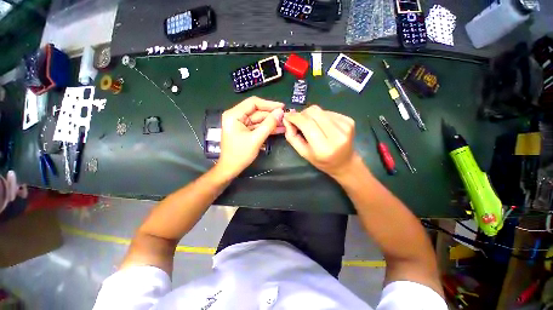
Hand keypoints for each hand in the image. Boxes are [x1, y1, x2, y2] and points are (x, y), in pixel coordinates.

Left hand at [217, 96, 284, 177]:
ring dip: (271, 122)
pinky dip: (267, 127)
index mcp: (234, 115)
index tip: (282, 107)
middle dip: (272, 115)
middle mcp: (236, 116)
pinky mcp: (245, 130)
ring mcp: (241, 123)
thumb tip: (280, 112)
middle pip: (257, 111)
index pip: (253, 103)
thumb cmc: (240, 154)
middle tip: (285, 117)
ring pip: (259, 119)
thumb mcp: (256, 139)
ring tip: (285, 123)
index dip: (269, 104)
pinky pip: (258, 126)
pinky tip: (279, 129)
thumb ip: (269, 124)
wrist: (231, 168)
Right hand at [283, 105, 358, 178]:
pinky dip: (320, 116)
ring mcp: (345, 126)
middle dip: (302, 114)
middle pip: (314, 112)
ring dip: (311, 115)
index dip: (295, 117)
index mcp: (324, 147)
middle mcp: (337, 135)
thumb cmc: (322, 161)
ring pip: (320, 110)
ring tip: (312, 125)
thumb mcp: (303, 153)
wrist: (345, 162)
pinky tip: (322, 125)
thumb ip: (292, 137)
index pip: (307, 124)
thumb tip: (287, 119)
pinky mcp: (349, 120)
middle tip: (298, 121)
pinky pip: (328, 111)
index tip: (287, 115)